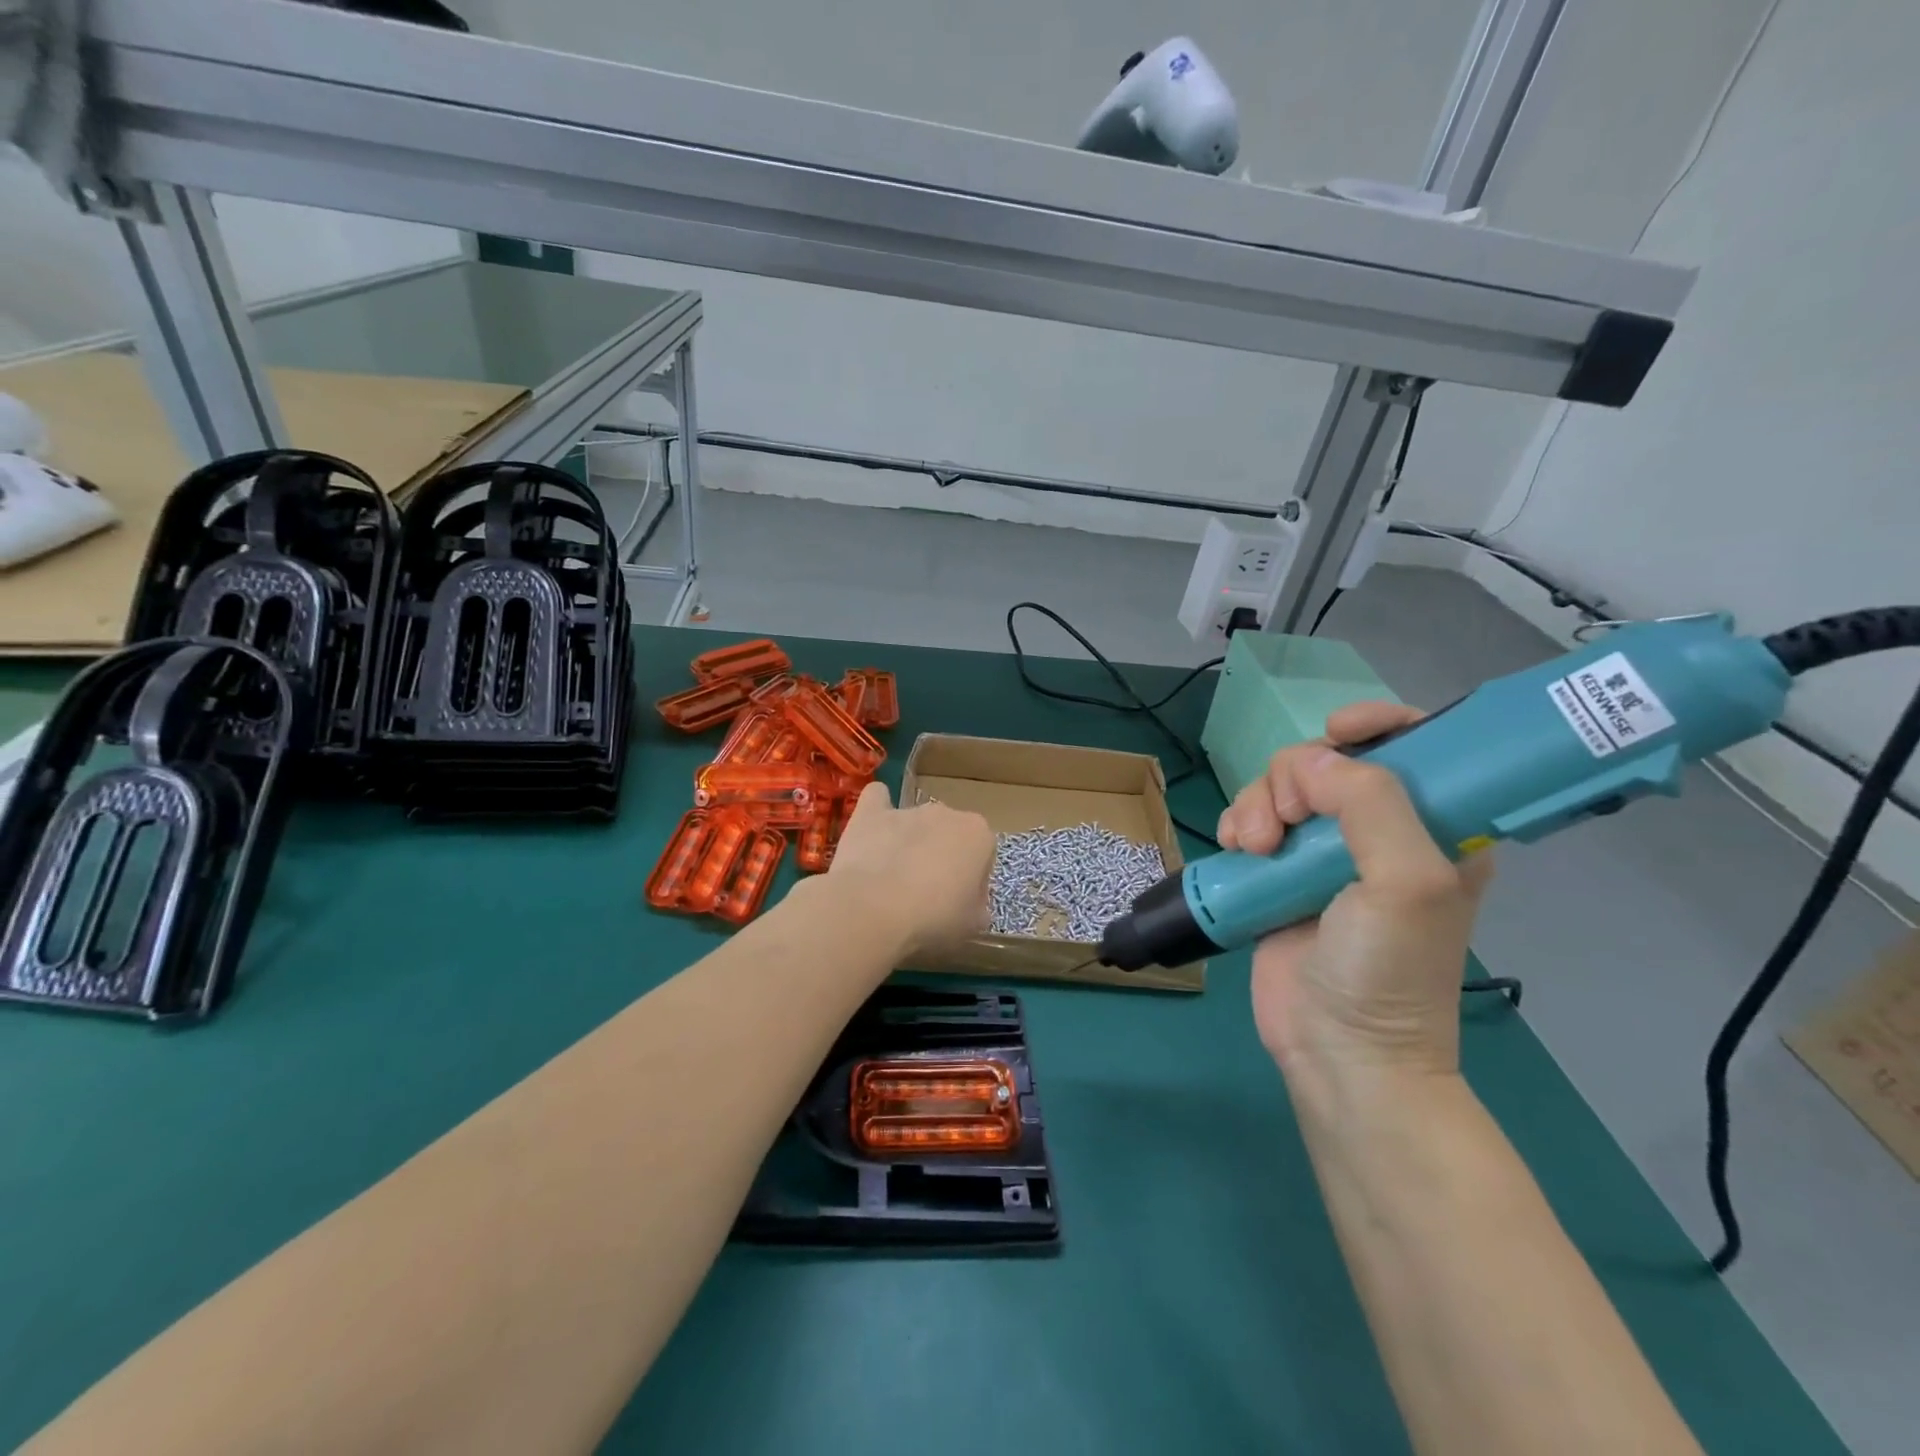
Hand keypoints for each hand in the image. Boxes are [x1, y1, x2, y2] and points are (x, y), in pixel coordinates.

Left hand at [826, 782, 994, 960]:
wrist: (873, 909)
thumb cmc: (933, 918)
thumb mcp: (972, 925)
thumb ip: (978, 907)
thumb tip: (972, 904)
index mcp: (978, 834)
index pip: (983, 855)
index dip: (972, 881)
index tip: (958, 903)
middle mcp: (946, 812)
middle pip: (949, 835)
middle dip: (941, 857)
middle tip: (927, 895)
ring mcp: (907, 810)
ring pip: (915, 823)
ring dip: (910, 843)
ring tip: (893, 880)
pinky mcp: (871, 813)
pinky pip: (878, 799)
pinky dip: (877, 812)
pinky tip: (872, 833)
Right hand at [1217, 702, 1492, 1079]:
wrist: (1339, 1051)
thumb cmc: (1390, 970)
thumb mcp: (1407, 883)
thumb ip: (1371, 806)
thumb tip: (1309, 762)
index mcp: (1434, 827)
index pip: (1416, 745)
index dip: (1379, 723)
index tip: (1337, 731)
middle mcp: (1377, 831)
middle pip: (1328, 762)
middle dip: (1296, 778)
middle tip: (1287, 822)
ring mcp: (1321, 853)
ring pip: (1280, 789)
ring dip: (1258, 805)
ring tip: (1253, 848)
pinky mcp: (1276, 874)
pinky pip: (1251, 821)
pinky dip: (1237, 824)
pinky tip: (1236, 850)